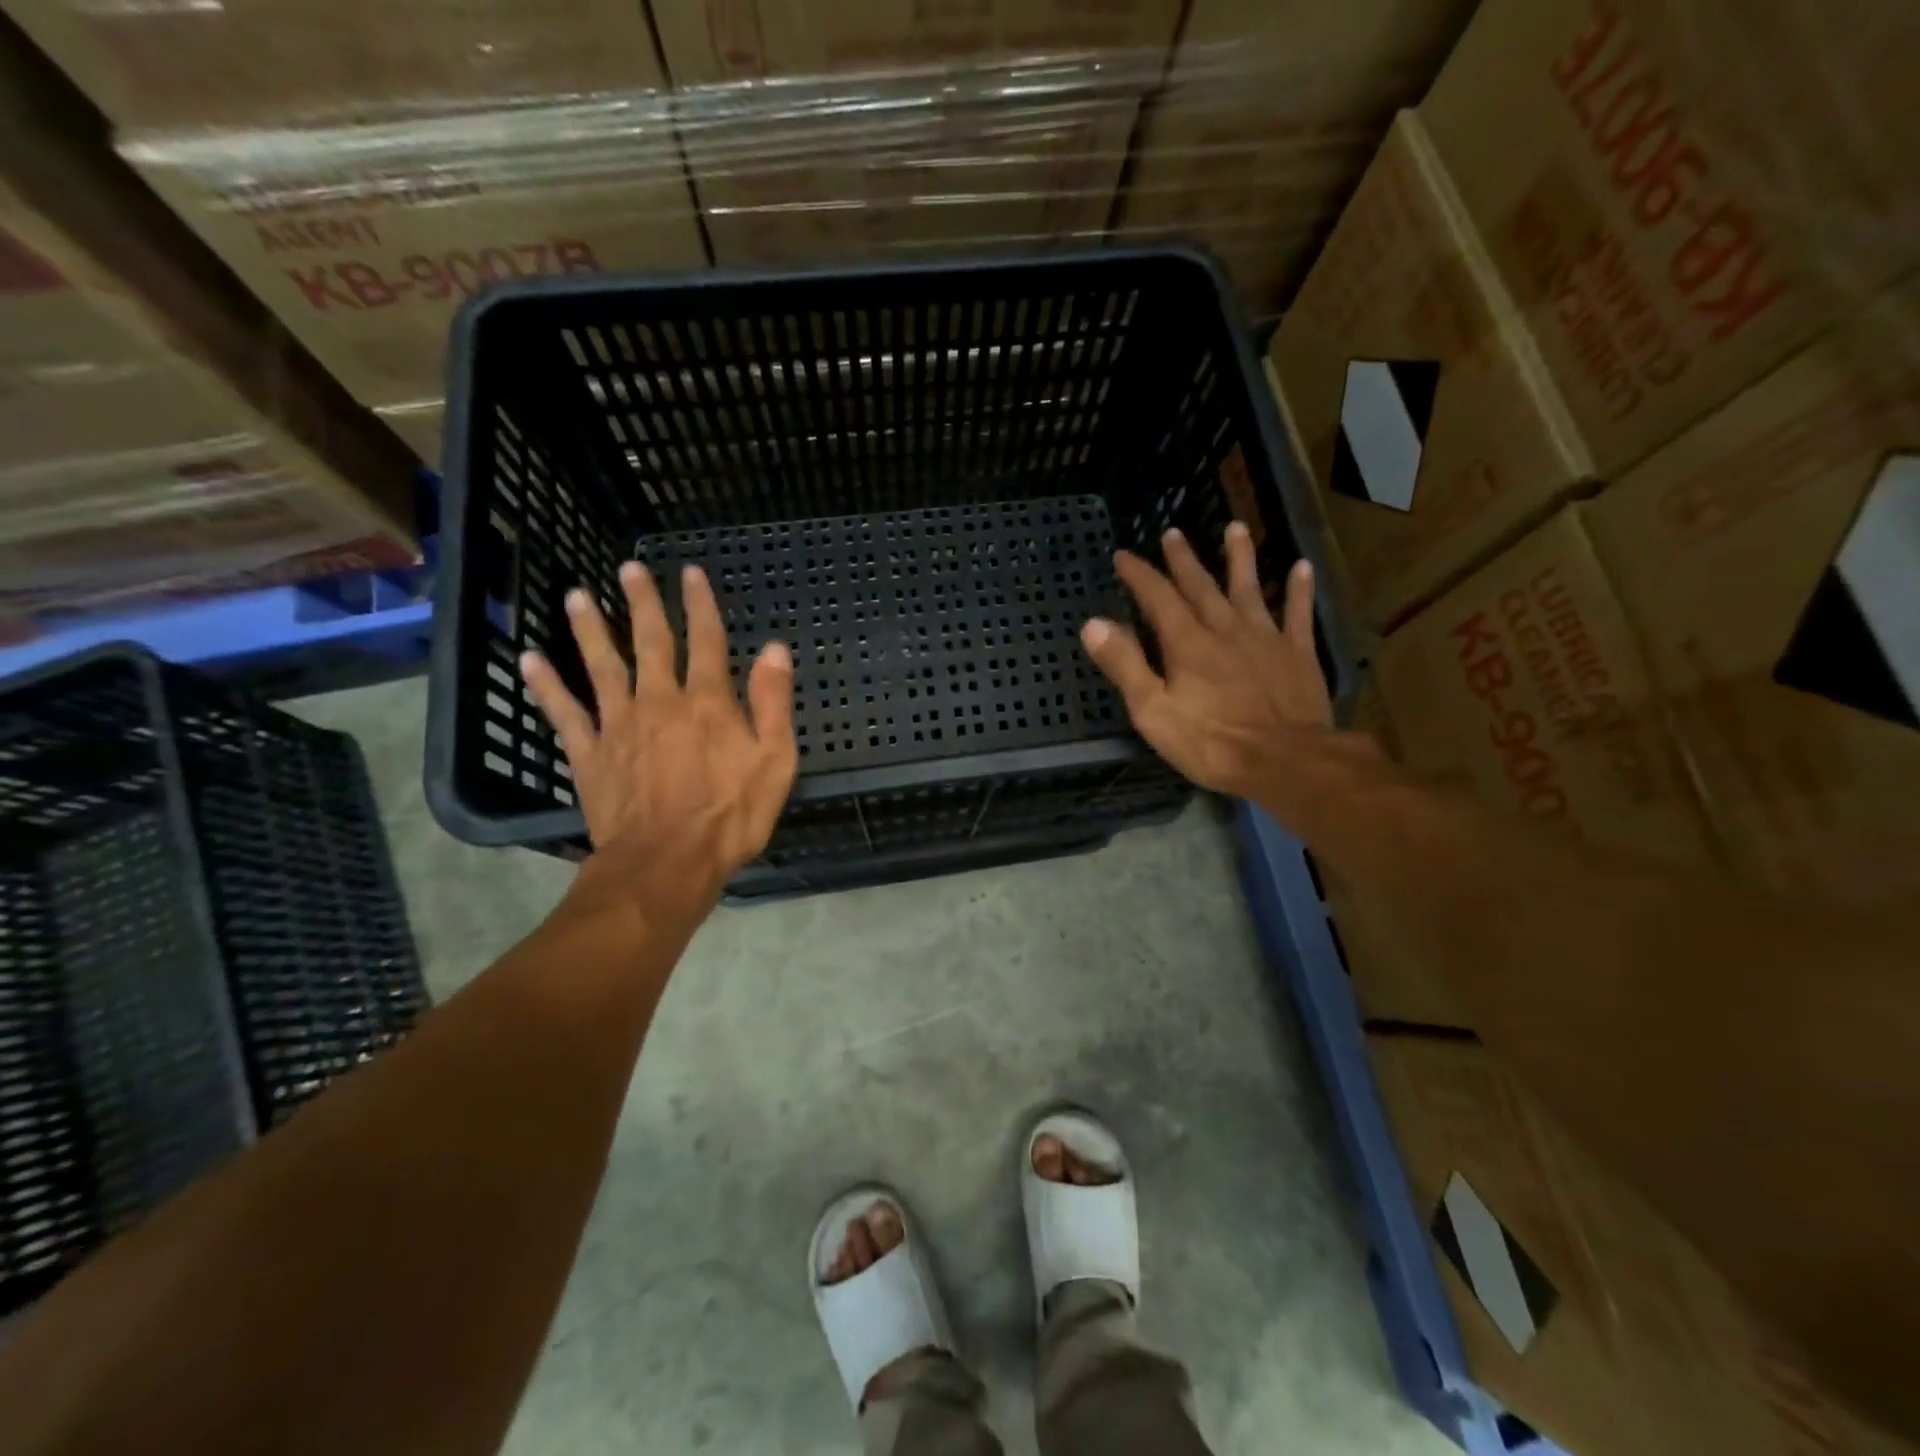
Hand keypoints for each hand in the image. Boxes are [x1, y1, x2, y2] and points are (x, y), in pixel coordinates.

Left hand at [520, 561, 797, 908]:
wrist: (667, 864)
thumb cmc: (730, 816)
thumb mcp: (774, 761)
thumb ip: (772, 702)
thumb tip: (774, 649)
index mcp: (707, 702)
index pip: (706, 641)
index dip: (700, 605)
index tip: (691, 573)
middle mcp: (660, 701)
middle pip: (650, 642)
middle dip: (642, 603)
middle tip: (629, 569)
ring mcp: (619, 725)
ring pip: (602, 666)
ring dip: (590, 629)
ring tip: (577, 596)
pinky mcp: (590, 754)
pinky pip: (565, 713)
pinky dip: (547, 685)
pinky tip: (530, 660)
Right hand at [1080, 522, 1333, 800]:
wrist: (1286, 761)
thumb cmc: (1212, 742)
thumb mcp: (1153, 711)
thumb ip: (1125, 665)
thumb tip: (1093, 623)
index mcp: (1187, 643)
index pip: (1157, 597)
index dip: (1139, 575)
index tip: (1124, 555)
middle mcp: (1225, 629)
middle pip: (1201, 585)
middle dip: (1183, 559)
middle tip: (1173, 533)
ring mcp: (1266, 638)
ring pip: (1249, 588)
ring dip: (1240, 557)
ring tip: (1235, 527)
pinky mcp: (1298, 654)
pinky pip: (1298, 613)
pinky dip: (1299, 590)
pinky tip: (1301, 568)